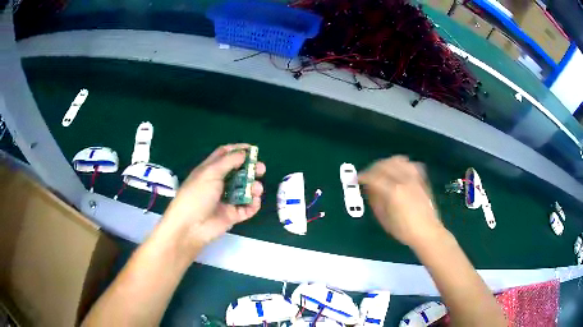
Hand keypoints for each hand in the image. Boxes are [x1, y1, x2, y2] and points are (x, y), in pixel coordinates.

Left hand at [159, 144, 265, 254]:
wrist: (191, 226)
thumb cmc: (197, 195)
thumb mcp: (210, 173)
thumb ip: (229, 161)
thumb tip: (244, 153)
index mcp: (210, 170)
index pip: (225, 155)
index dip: (238, 150)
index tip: (252, 150)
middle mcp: (219, 183)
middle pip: (238, 172)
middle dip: (251, 169)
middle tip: (261, 169)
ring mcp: (226, 200)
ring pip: (245, 190)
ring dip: (253, 187)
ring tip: (257, 188)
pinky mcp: (232, 215)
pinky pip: (247, 208)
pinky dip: (253, 204)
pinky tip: (254, 201)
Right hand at [358, 156, 445, 248]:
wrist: (427, 231)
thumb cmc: (403, 229)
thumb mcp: (384, 218)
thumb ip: (375, 201)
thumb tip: (369, 189)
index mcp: (393, 191)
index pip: (374, 177)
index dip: (363, 176)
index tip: (357, 179)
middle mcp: (404, 180)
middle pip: (384, 165)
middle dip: (372, 168)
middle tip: (367, 175)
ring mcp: (414, 178)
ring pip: (398, 160)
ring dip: (387, 163)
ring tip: (382, 170)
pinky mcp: (422, 179)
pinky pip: (411, 164)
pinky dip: (402, 164)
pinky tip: (399, 170)